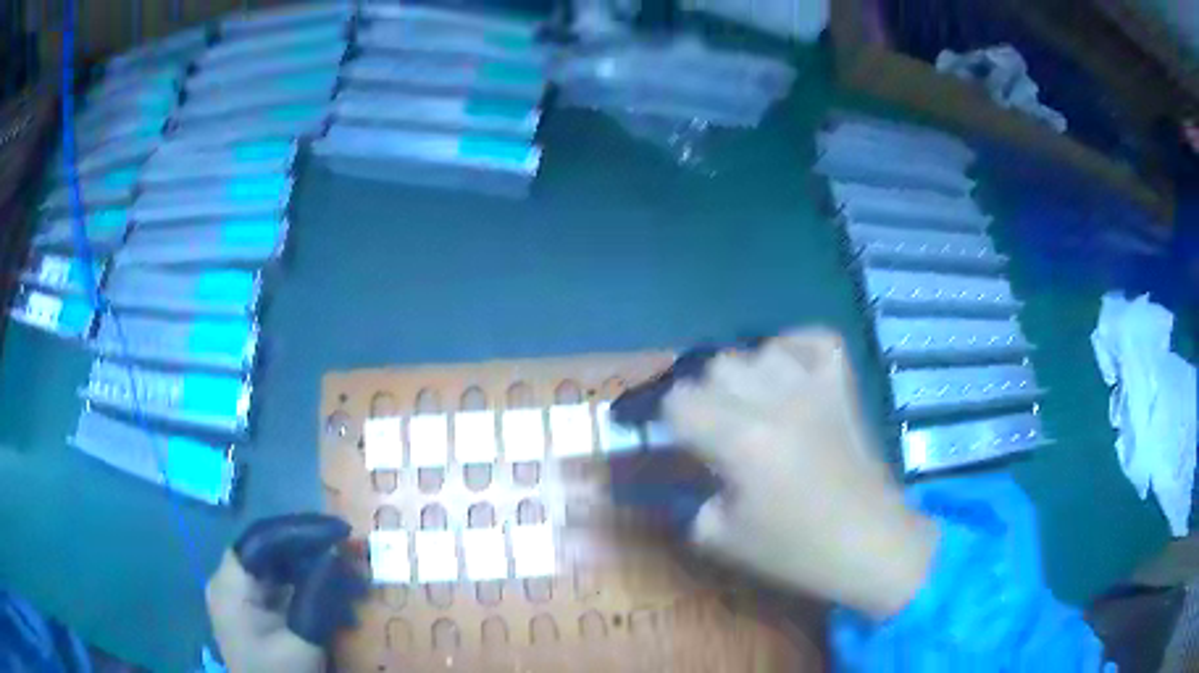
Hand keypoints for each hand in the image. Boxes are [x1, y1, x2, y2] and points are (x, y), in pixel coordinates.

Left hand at [206, 514, 365, 672]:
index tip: (341, 531)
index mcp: (231, 585)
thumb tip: (337, 555)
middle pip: (272, 551)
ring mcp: (243, 597)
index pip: (262, 539)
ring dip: (319, 572)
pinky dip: (313, 590)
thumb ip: (315, 599)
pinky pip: (285, 588)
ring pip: (281, 568)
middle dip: (315, 552)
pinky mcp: (257, 612)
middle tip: (355, 556)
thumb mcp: (301, 642)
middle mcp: (232, 582)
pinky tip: (341, 606)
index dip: (301, 530)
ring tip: (355, 585)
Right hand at [663, 329, 937, 617]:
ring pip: (760, 351)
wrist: (869, 542)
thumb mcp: (721, 539)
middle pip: (716, 368)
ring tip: (756, 408)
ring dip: (748, 377)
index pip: (680, 400)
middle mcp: (776, 401)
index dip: (672, 422)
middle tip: (718, 433)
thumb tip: (695, 474)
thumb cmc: (796, 550)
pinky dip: (795, 350)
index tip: (682, 444)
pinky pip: (814, 340)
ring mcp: (815, 386)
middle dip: (706, 399)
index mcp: (741, 441)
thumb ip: (692, 500)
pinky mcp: (843, 386)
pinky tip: (791, 376)